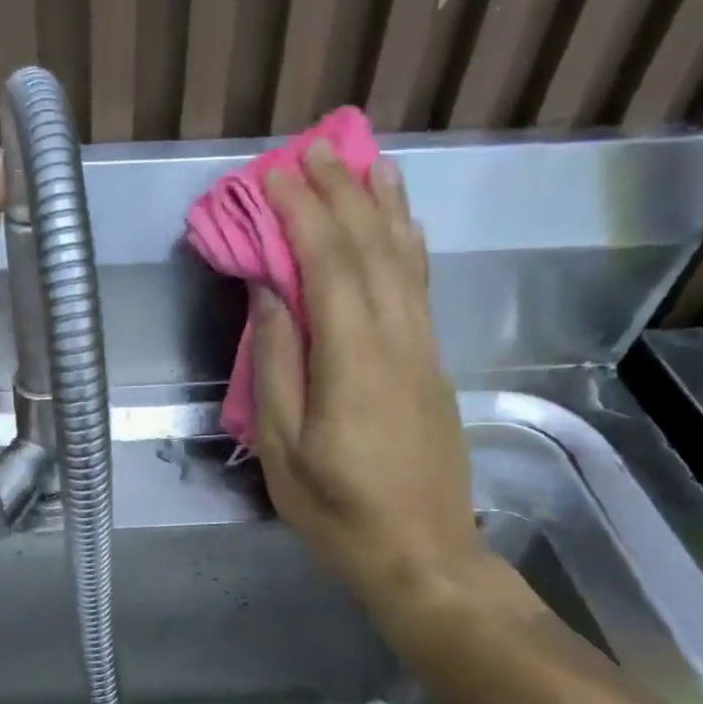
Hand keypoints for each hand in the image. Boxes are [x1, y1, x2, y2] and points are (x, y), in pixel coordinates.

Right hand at [251, 142, 486, 616]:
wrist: (423, 554)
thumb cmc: (337, 510)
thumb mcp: (284, 448)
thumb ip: (277, 366)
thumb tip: (270, 295)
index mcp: (354, 361)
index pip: (329, 265)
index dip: (303, 214)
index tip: (276, 175)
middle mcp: (398, 340)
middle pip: (371, 249)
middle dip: (342, 193)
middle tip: (315, 149)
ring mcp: (423, 350)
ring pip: (405, 260)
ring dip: (383, 206)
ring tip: (367, 161)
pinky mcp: (433, 364)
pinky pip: (419, 287)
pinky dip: (408, 244)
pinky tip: (402, 224)